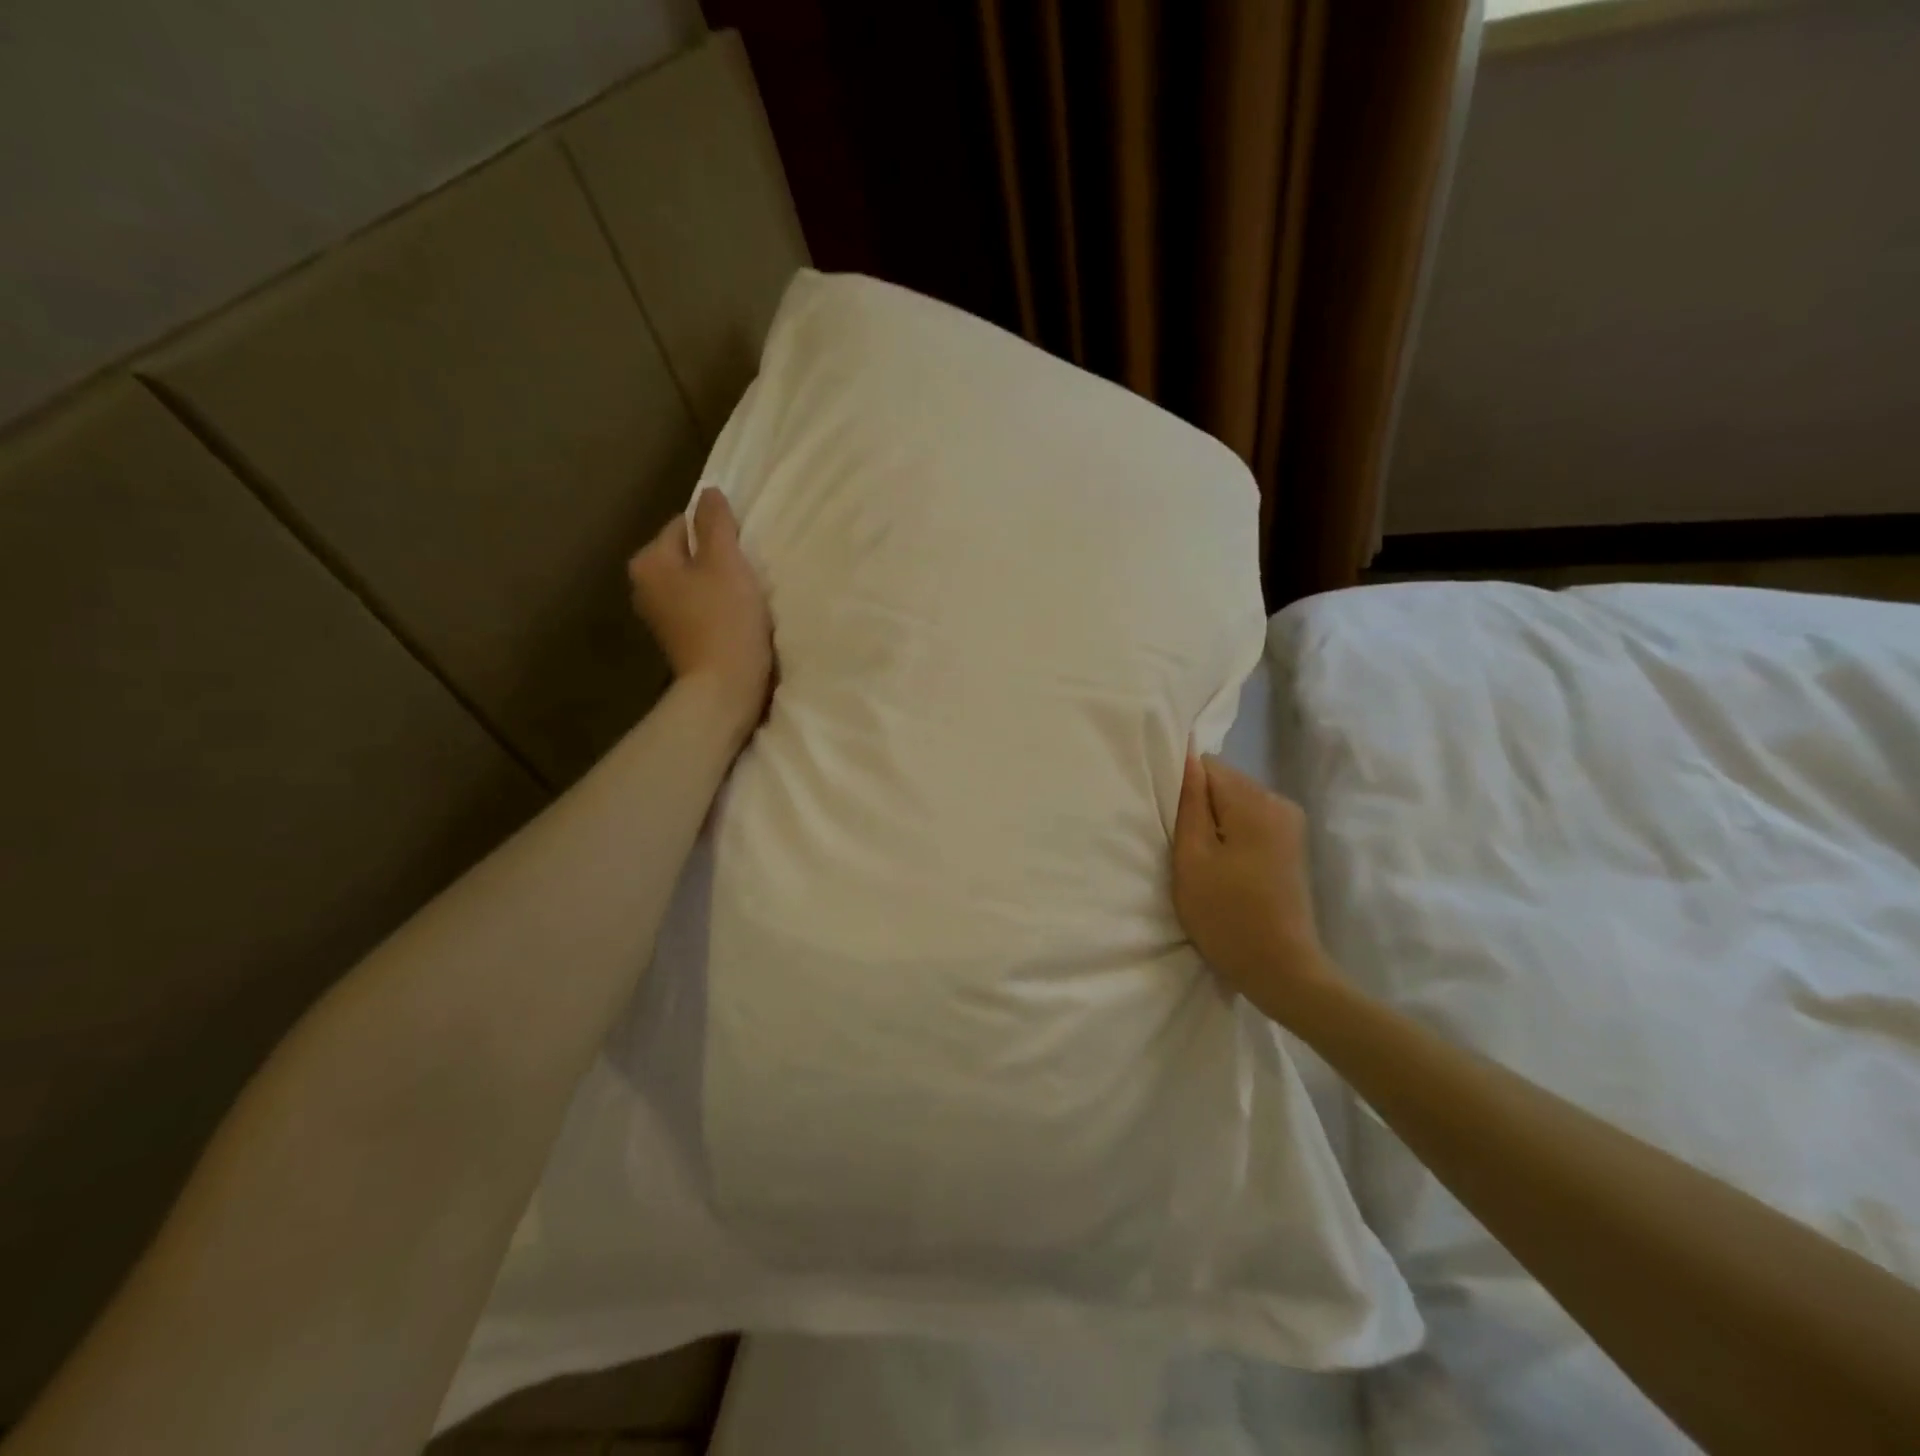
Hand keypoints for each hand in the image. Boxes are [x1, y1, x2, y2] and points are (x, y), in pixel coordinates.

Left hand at [628, 490, 772, 744]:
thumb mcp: (726, 562)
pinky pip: (699, 610)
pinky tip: (737, 622)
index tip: (742, 552)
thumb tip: (708, 492)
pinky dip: (717, 610)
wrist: (724, 689)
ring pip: (695, 583)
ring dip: (719, 586)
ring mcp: (658, 617)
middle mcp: (644, 586)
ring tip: (746, 600)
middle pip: (688, 555)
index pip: (683, 525)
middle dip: (717, 560)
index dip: (717, 533)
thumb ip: (716, 523)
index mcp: (649, 561)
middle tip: (747, 576)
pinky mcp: (677, 640)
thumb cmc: (725, 620)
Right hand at [1172, 751, 1335, 1024]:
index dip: (1181, 788)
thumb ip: (1189, 804)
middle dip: (1198, 805)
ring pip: (1235, 802)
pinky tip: (1222, 866)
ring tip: (1199, 859)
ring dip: (1213, 822)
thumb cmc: (1227, 916)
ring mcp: (1290, 824)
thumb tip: (1185, 758)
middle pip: (1224, 782)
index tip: (1167, 820)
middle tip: (1180, 845)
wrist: (1282, 970)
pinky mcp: (1291, 844)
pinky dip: (1231, 835)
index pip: (1207, 766)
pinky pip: (1250, 821)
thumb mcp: (1192, 859)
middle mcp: (1279, 802)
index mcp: (1255, 802)